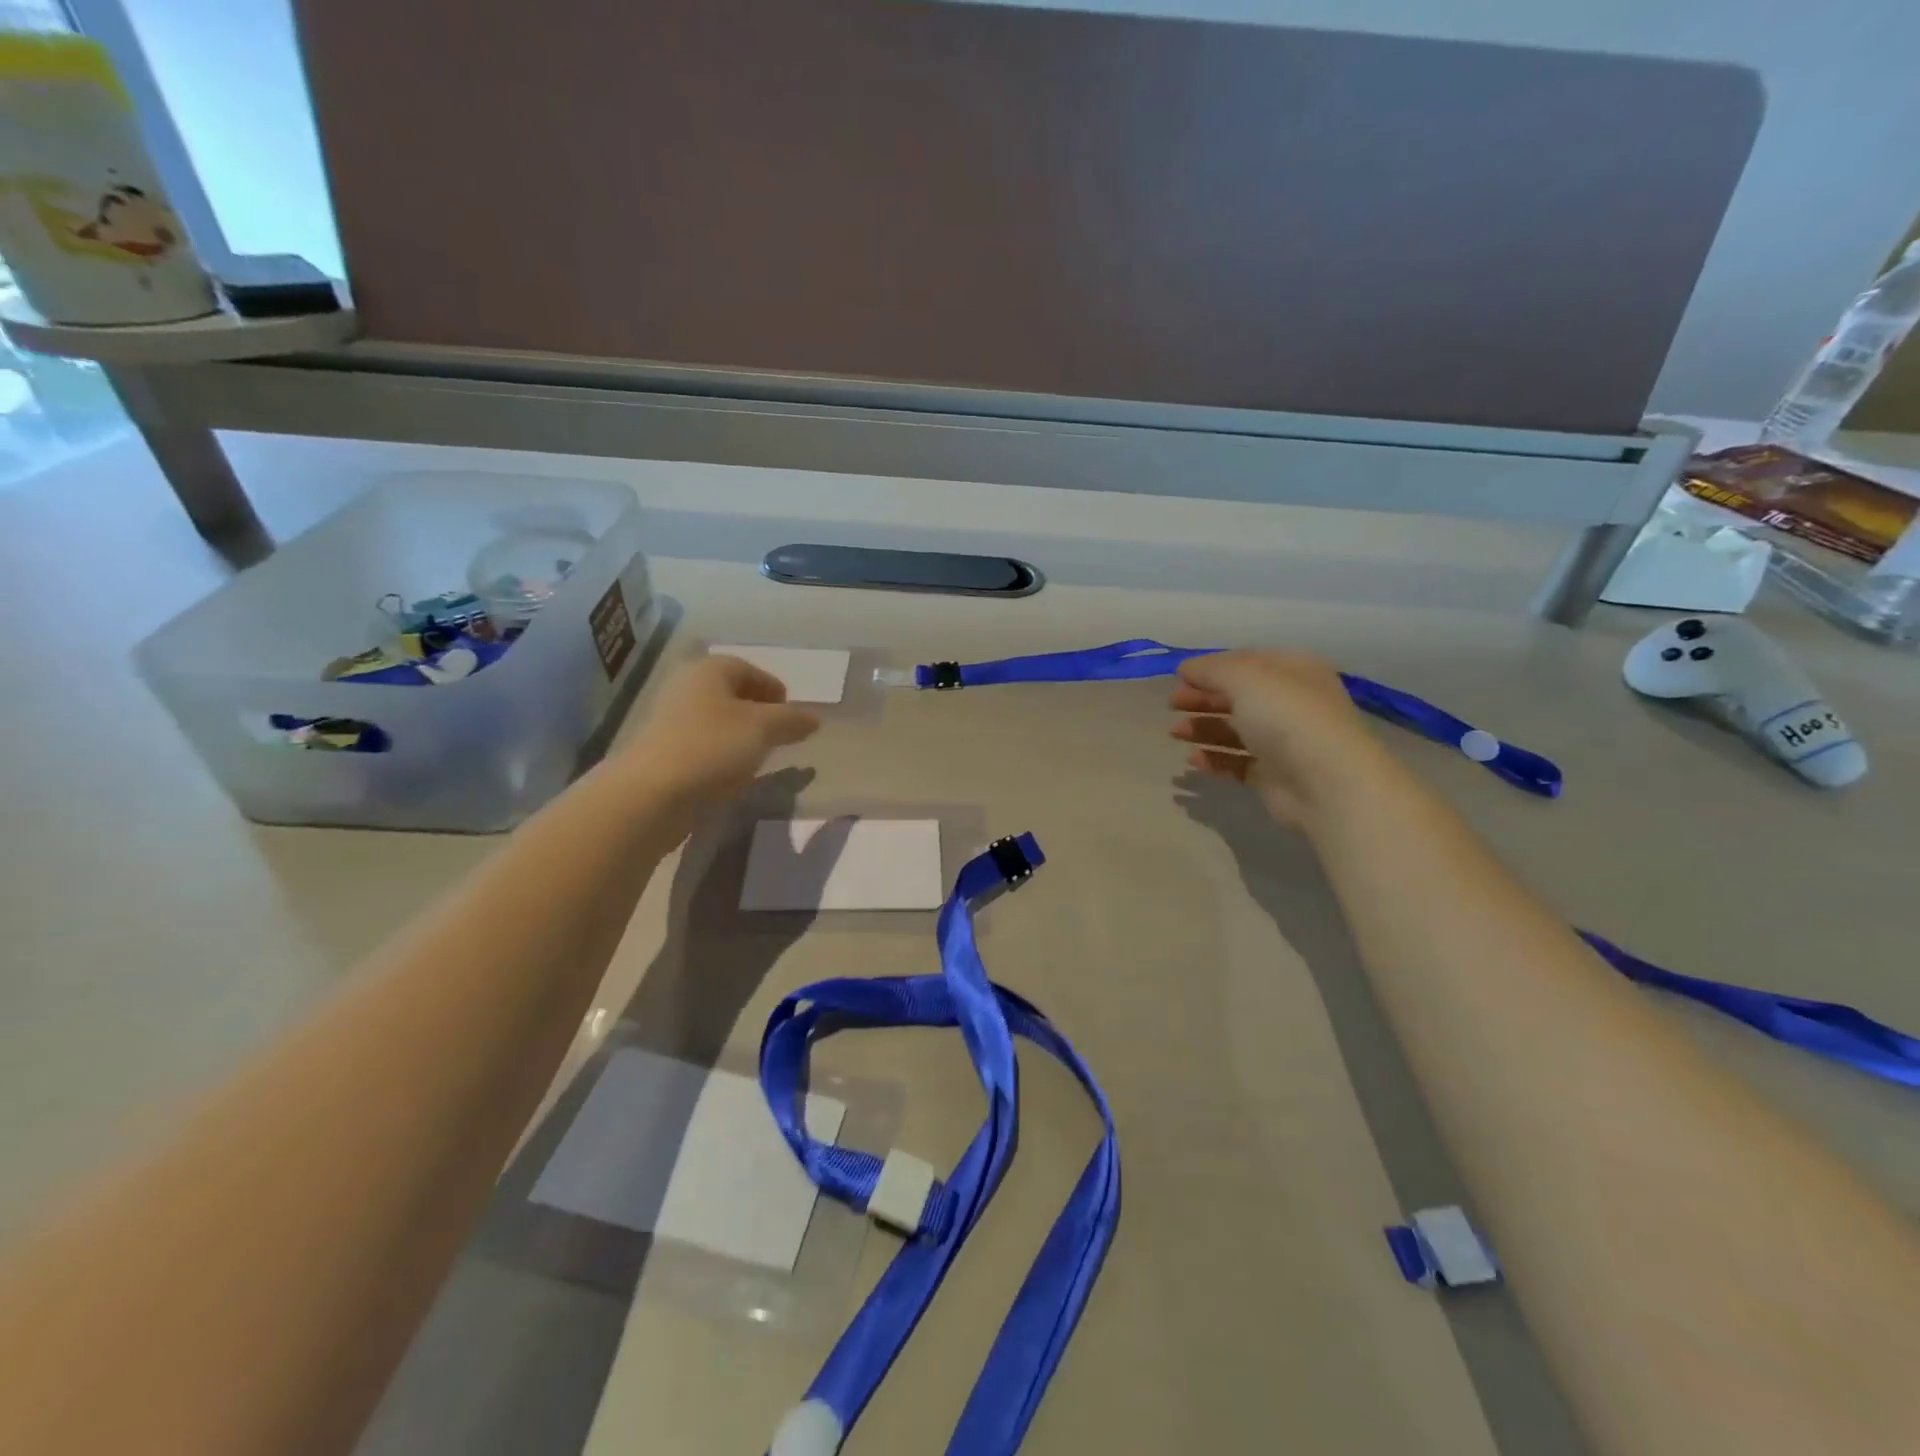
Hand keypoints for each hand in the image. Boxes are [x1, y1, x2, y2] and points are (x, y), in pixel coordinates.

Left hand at [616, 655, 819, 818]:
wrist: (652, 795)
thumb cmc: (713, 748)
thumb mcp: (764, 729)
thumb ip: (792, 720)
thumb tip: (813, 718)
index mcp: (708, 670)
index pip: (747, 669)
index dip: (773, 688)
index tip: (791, 712)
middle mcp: (685, 688)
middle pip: (729, 693)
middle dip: (758, 711)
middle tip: (780, 733)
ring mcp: (670, 721)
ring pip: (716, 720)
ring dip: (740, 734)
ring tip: (760, 756)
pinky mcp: (662, 753)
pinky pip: (702, 745)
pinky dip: (721, 754)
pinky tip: (733, 774)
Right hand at [1169, 650, 1393, 828]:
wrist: (1327, 783)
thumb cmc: (1288, 718)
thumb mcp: (1246, 678)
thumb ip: (1211, 670)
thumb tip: (1186, 667)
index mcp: (1293, 671)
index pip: (1246, 662)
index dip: (1211, 668)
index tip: (1178, 677)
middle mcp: (1291, 703)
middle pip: (1238, 697)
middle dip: (1203, 699)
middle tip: (1172, 705)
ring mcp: (1284, 741)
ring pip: (1236, 730)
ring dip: (1204, 729)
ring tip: (1175, 734)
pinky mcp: (1275, 775)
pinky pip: (1238, 762)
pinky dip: (1215, 759)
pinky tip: (1193, 760)